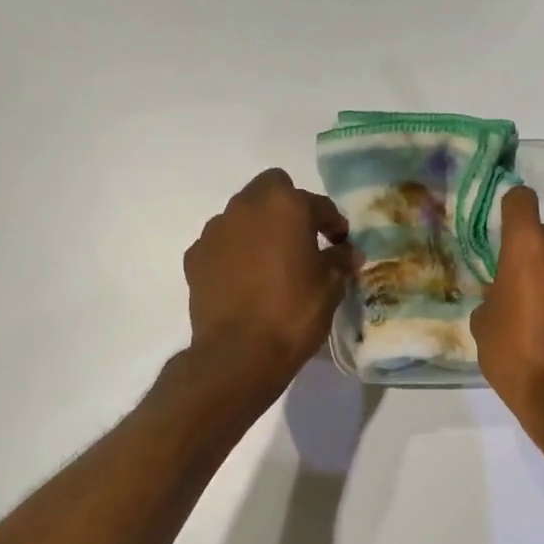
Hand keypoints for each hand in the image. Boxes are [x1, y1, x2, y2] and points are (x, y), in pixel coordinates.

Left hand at [184, 169, 353, 389]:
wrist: (239, 353)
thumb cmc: (293, 313)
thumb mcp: (330, 288)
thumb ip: (340, 261)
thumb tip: (348, 252)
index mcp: (285, 206)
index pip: (317, 203)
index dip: (333, 223)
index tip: (340, 243)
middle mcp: (246, 207)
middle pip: (271, 190)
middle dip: (289, 208)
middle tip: (303, 240)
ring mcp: (215, 231)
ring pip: (242, 215)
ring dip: (259, 229)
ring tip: (272, 262)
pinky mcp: (195, 257)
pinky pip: (222, 244)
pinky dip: (235, 253)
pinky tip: (245, 280)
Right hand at [472, 185, 543, 436]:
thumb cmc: (515, 353)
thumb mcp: (484, 324)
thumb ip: (492, 296)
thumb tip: (502, 294)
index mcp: (528, 245)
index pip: (520, 200)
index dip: (510, 210)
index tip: (502, 230)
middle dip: (532, 252)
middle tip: (517, 284)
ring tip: (540, 306)